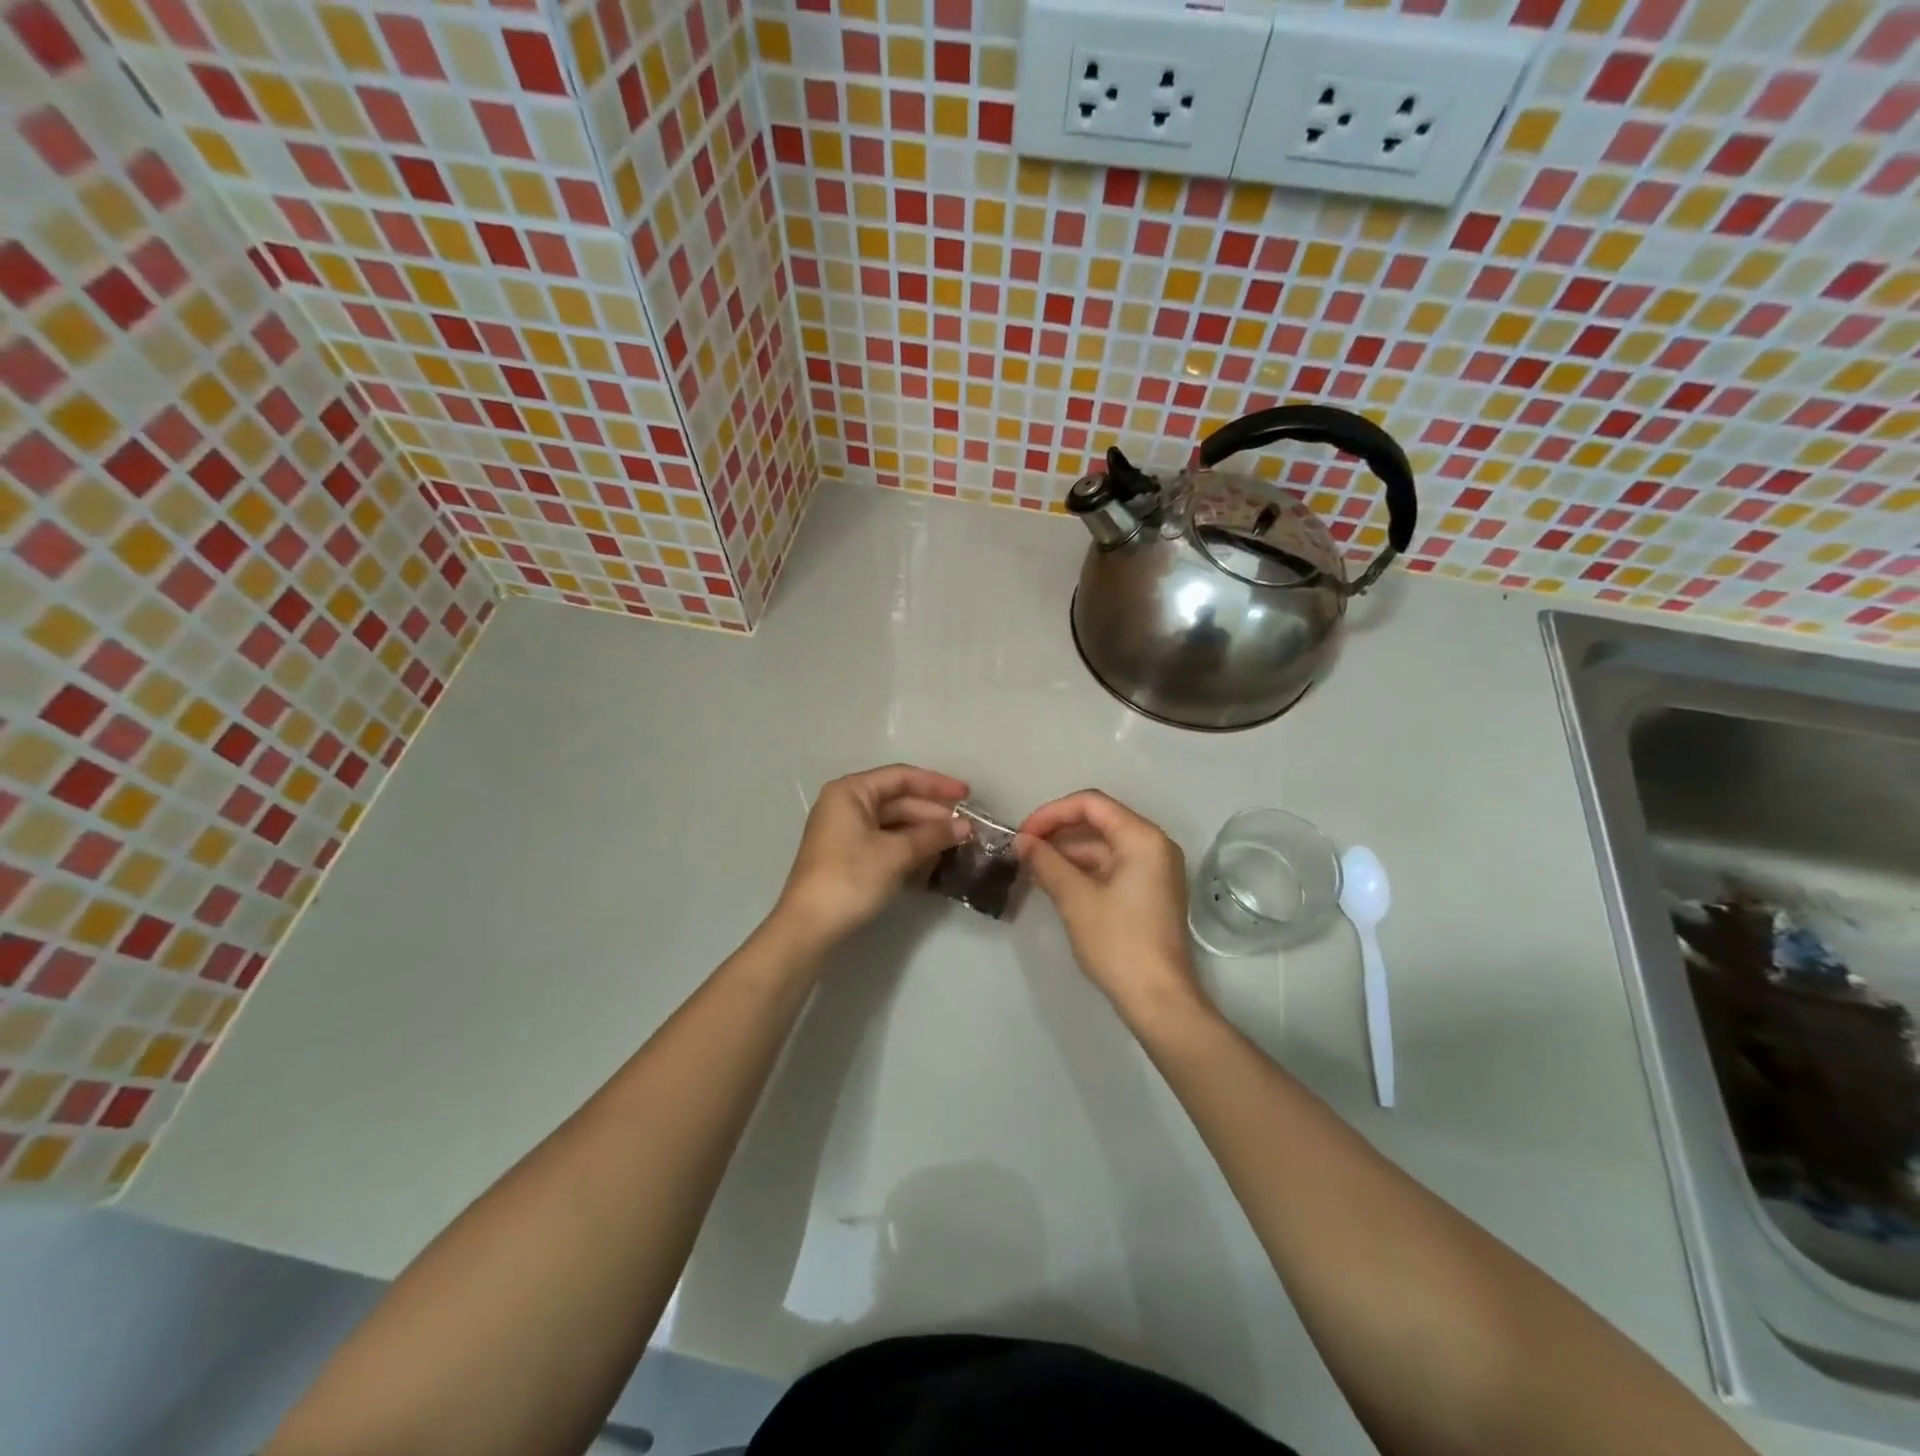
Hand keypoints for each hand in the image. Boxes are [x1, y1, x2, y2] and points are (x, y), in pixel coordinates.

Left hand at [771, 765, 970, 948]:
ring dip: (924, 832)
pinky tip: (933, 858)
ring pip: (894, 823)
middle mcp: (846, 805)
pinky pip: (886, 842)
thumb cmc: (851, 878)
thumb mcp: (896, 853)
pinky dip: (909, 847)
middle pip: (898, 800)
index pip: (901, 777)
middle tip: (967, 827)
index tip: (967, 795)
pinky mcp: (849, 856)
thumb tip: (966, 826)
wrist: (809, 927)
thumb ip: (932, 835)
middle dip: (933, 813)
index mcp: (851, 792)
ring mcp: (846, 832)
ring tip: (956, 843)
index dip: (937, 785)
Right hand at [1016, 791, 1205, 1028]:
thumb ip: (1046, 862)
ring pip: (1103, 846)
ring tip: (1030, 867)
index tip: (1022, 834)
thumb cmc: (1118, 943)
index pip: (1091, 804)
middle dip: (1057, 831)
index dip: (1052, 813)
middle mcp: (1154, 845)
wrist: (1158, 1000)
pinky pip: (1111, 867)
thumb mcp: (1075, 898)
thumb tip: (1021, 841)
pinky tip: (1053, 882)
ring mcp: (1154, 870)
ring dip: (1067, 852)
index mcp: (1143, 838)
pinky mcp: (1148, 892)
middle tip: (1022, 849)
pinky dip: (1082, 870)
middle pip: (1099, 821)